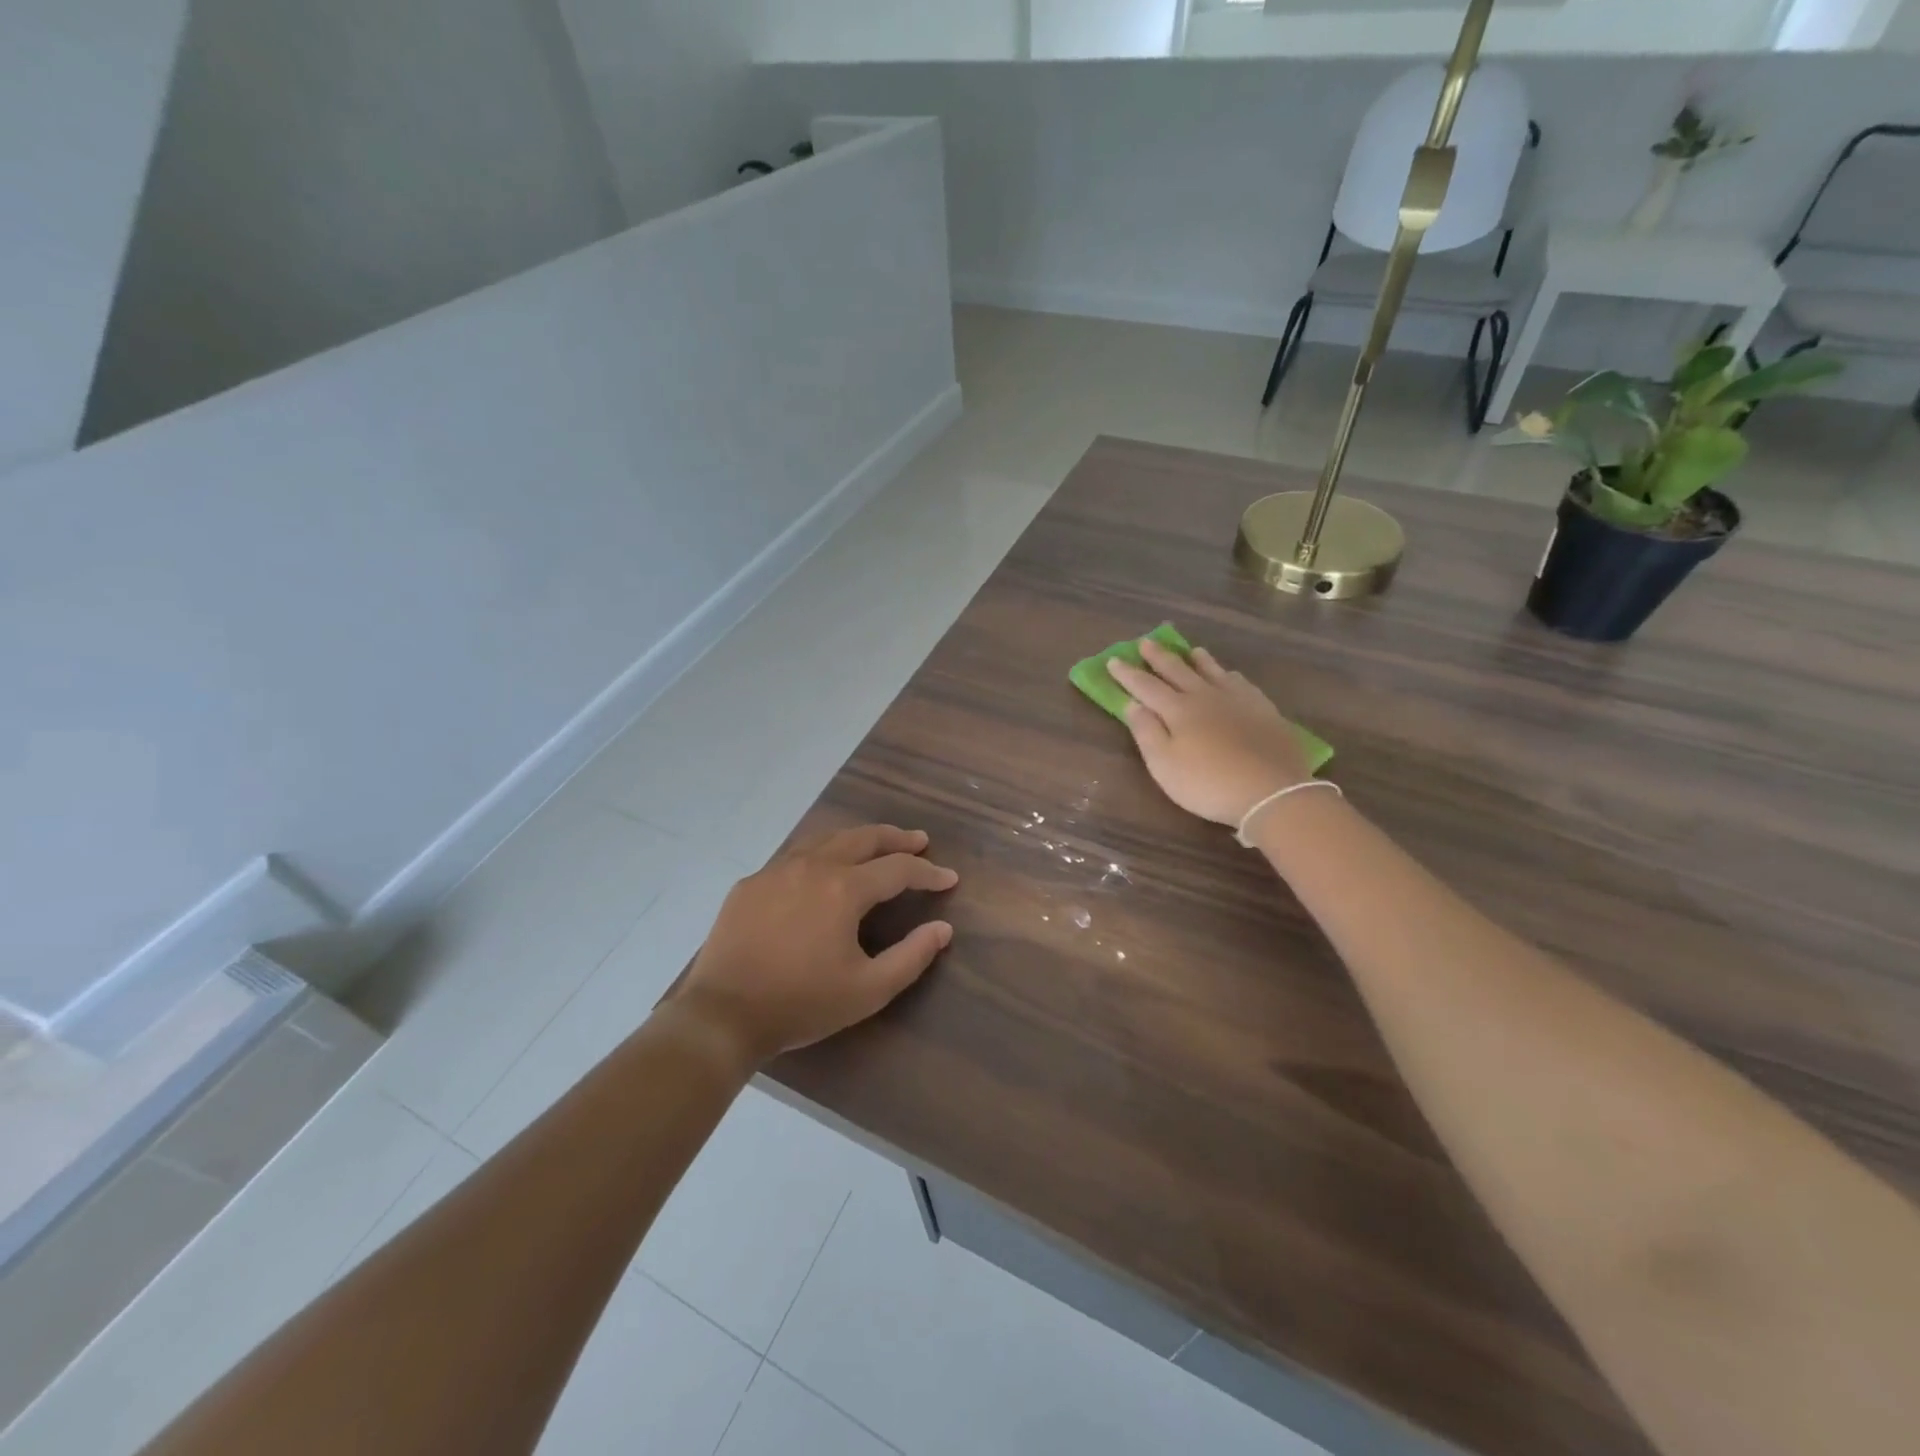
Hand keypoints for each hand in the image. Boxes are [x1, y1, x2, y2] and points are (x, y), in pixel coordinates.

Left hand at [677, 825, 956, 1066]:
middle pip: (863, 838)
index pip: (898, 869)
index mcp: (844, 889)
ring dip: (857, 839)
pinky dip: (820, 854)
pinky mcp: (750, 883)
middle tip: (918, 840)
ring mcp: (777, 870)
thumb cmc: (801, 1003)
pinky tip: (821, 868)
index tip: (949, 878)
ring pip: (826, 839)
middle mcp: (813, 866)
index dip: (928, 872)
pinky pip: (794, 856)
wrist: (722, 1015)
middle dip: (896, 838)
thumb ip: (912, 956)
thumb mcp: (868, 990)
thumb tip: (943, 928)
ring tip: (875, 846)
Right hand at [1107, 640, 1311, 826]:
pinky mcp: (1264, 711)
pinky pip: (1242, 684)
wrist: (1271, 791)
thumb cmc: (1207, 783)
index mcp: (1178, 710)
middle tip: (1146, 642)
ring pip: (1213, 672)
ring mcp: (1238, 701)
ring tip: (1191, 650)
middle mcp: (1206, 697)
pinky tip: (1231, 676)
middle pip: (1178, 671)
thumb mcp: (1164, 765)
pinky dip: (1230, 676)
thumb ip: (1146, 732)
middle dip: (1159, 657)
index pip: (1146, 686)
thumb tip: (1132, 704)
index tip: (1113, 660)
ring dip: (1199, 660)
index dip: (1128, 674)